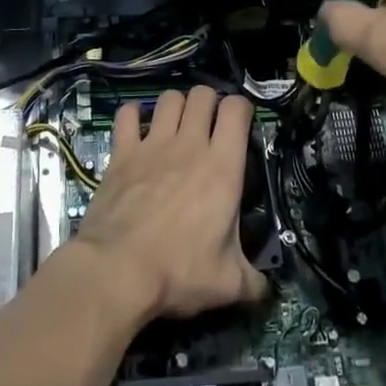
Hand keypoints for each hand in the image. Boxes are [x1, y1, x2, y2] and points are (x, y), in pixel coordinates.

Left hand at [70, 85, 267, 320]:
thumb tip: (266, 290)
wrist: (118, 270)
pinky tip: (137, 128)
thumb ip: (253, 282)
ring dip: (176, 105)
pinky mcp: (122, 152)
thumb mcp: (228, 284)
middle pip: (203, 95)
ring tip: (177, 125)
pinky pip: (127, 114)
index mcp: (223, 167)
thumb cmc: (179, 271)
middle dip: (210, 102)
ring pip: (169, 98)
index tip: (241, 124)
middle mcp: (190, 144)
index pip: (237, 110)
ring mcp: (153, 144)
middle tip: (209, 125)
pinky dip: (133, 115)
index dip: (242, 109)